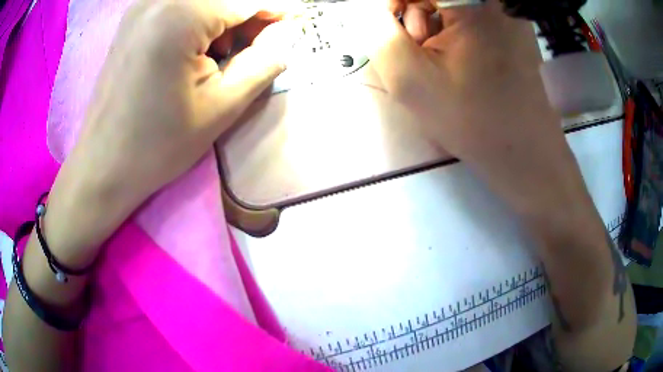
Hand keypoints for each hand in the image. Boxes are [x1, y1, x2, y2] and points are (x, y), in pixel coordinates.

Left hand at [46, 0, 284, 264]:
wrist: (104, 164)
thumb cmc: (157, 145)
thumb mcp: (221, 107)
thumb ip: (263, 62)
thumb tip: (285, 35)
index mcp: (180, 16)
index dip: (277, 8)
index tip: (296, 20)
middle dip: (249, 13)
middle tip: (260, 42)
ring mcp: (142, 6)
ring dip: (224, 17)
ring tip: (224, 51)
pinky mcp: (134, 18)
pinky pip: (180, 5)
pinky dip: (200, 18)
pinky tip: (197, 47)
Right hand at [368, 0, 591, 220]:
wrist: (525, 157)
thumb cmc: (474, 122)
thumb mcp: (411, 80)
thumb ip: (379, 35)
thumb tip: (371, 13)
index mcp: (475, 4)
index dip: (393, 6)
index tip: (388, 30)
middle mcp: (497, 4)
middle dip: (414, 17)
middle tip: (420, 52)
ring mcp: (509, 15)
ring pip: (451, 7)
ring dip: (434, 28)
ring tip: (443, 65)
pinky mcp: (513, 31)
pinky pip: (470, 20)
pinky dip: (454, 36)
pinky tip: (459, 65)